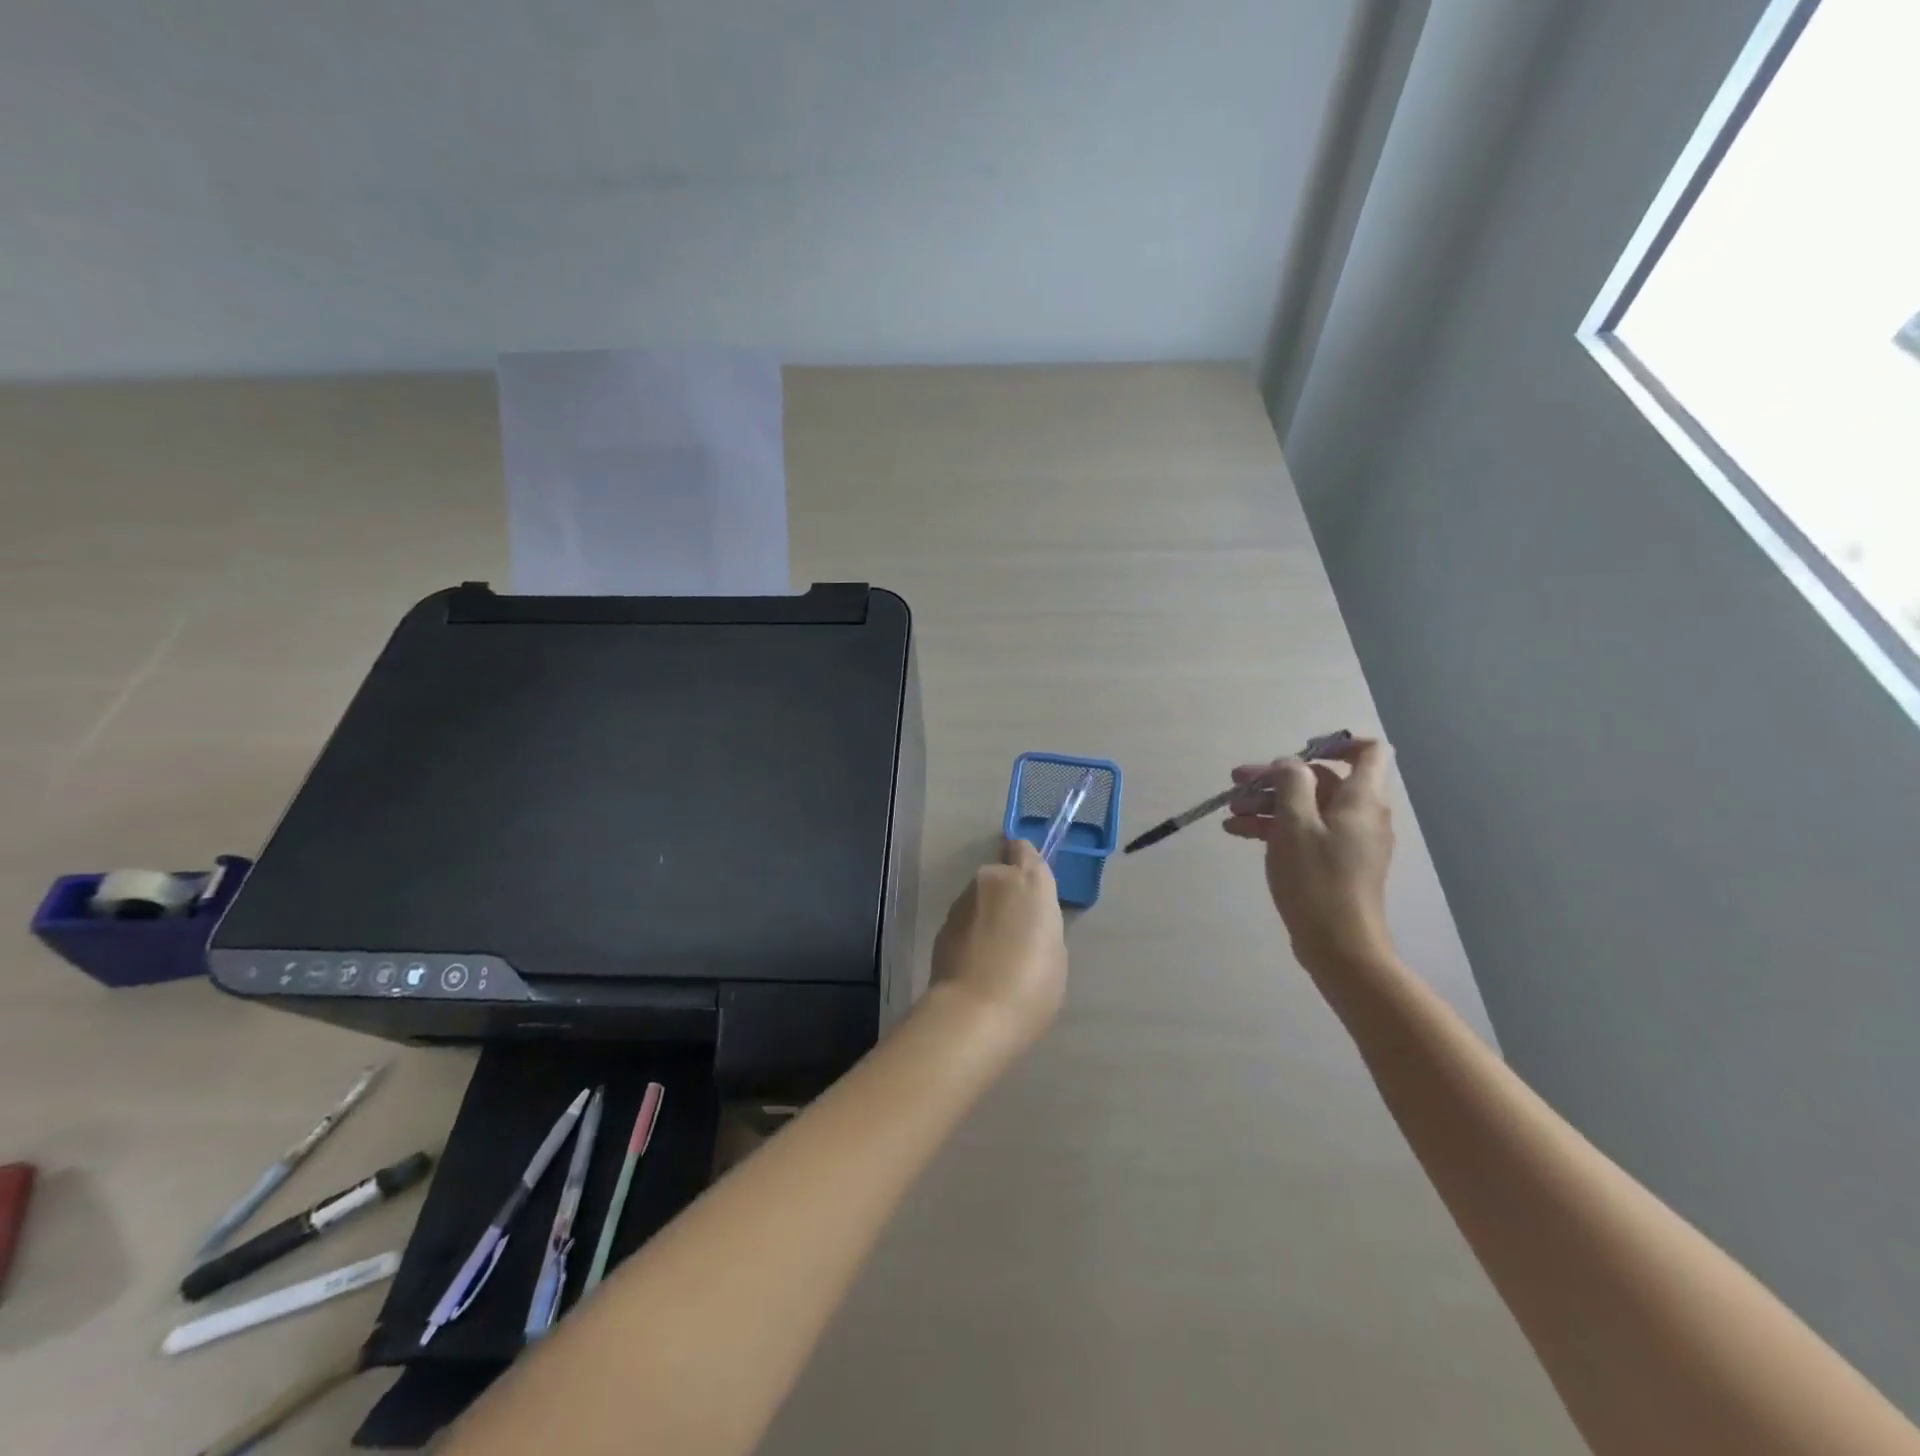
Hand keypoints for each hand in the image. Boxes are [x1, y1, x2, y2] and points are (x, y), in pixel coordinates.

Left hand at [929, 839, 1068, 1048]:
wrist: (975, 1013)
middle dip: (1005, 895)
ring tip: (995, 955)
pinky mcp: (942, 925)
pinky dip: (970, 935)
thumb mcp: (1055, 951)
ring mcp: (963, 901)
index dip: (1024, 861)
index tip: (1028, 882)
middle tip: (1015, 931)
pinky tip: (976, 966)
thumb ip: (1040, 922)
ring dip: (986, 916)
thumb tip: (1024, 923)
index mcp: (1029, 881)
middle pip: (999, 876)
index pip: (1023, 849)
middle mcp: (992, 880)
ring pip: (979, 899)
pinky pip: (964, 922)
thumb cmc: (1033, 983)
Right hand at [1224, 738, 1397, 977]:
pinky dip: (1275, 827)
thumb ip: (1292, 783)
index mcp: (1361, 799)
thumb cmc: (1317, 879)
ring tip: (1231, 812)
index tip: (1296, 752)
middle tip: (1237, 783)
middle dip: (1277, 778)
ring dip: (1268, 804)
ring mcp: (1348, 841)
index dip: (1336, 742)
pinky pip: (1304, 832)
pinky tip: (1239, 833)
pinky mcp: (1334, 863)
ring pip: (1306, 807)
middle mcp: (1360, 815)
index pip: (1369, 752)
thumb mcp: (1295, 824)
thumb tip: (1290, 765)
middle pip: (1321, 781)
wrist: (1339, 945)